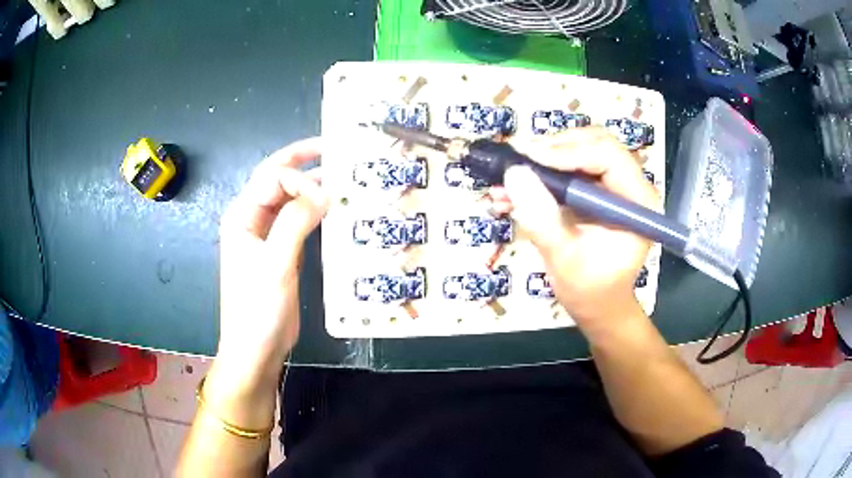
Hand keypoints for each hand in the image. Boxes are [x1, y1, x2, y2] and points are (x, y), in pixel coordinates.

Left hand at [217, 138, 327, 379]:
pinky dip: (314, 211)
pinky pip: (297, 220)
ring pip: (289, 199)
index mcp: (242, 215)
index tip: (327, 196)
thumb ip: (295, 223)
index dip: (299, 177)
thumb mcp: (275, 264)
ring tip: (343, 178)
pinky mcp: (280, 250)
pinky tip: (335, 210)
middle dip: (304, 162)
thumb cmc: (257, 309)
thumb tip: (324, 193)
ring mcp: (266, 235)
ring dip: (312, 187)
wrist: (255, 348)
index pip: (271, 177)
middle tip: (338, 151)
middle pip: (277, 179)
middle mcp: (252, 219)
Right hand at [490, 128, 658, 337]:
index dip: (567, 151)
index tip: (527, 158)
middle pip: (593, 143)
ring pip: (578, 150)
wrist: (598, 307)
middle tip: (517, 159)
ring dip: (542, 159)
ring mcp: (613, 185)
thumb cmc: (591, 291)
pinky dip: (540, 174)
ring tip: (507, 175)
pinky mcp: (596, 190)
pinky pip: (568, 168)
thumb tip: (514, 173)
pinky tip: (511, 190)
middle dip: (553, 148)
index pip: (607, 155)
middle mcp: (630, 185)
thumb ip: (543, 219)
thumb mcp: (565, 260)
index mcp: (638, 201)